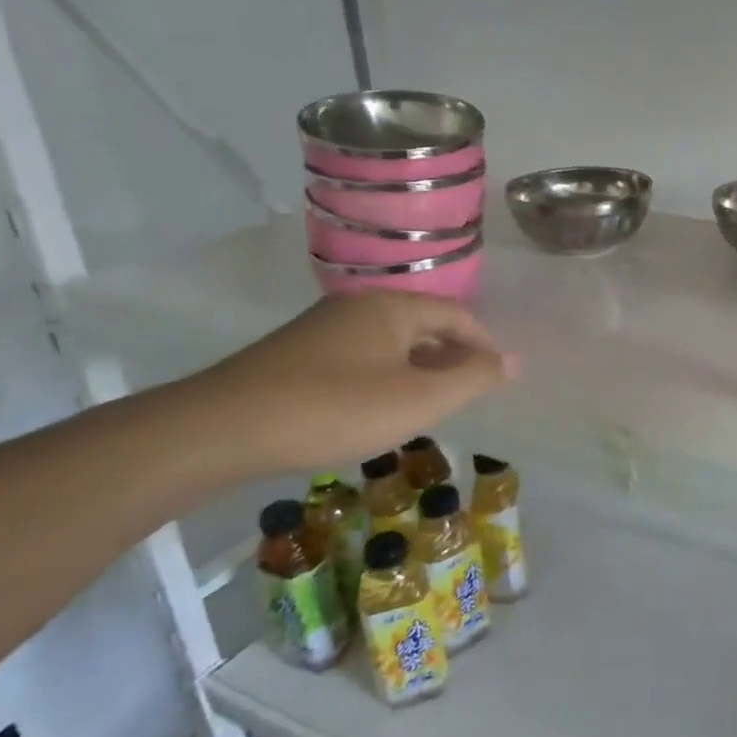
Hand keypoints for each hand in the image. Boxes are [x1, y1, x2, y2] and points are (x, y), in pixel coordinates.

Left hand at [193, 292, 518, 472]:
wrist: (219, 430)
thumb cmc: (335, 409)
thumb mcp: (419, 399)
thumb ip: (474, 378)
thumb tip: (517, 359)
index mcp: (392, 307)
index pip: (457, 315)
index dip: (484, 345)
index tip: (496, 379)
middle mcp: (358, 307)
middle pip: (423, 325)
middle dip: (451, 358)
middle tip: (465, 397)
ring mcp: (322, 329)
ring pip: (390, 344)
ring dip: (418, 370)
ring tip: (426, 408)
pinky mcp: (295, 356)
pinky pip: (360, 358)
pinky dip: (384, 378)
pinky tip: (376, 410)